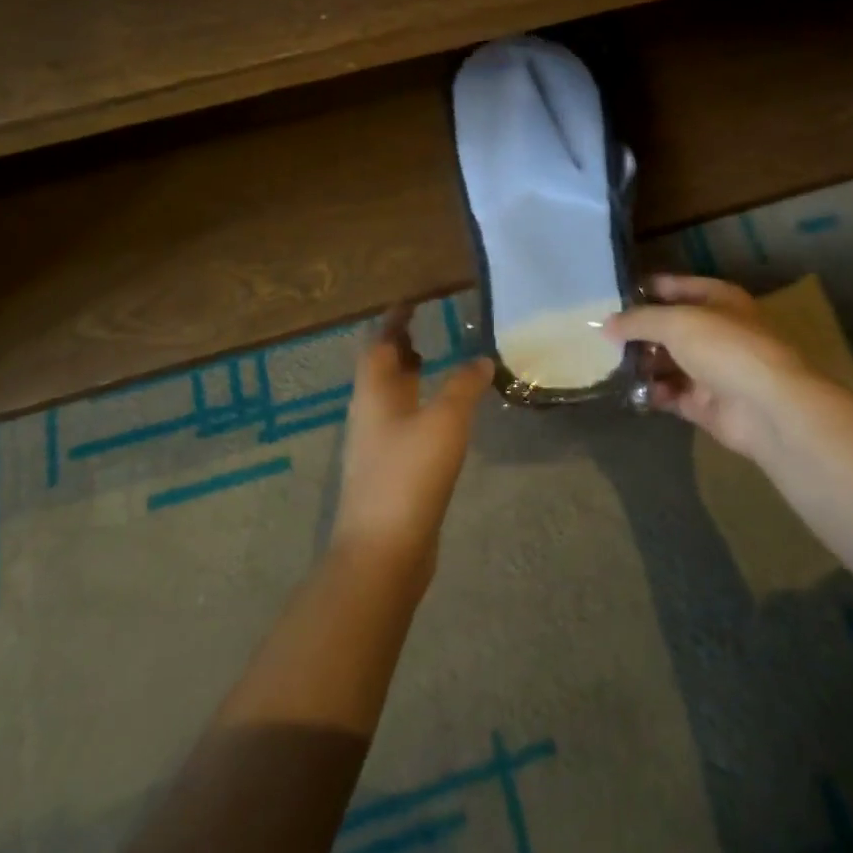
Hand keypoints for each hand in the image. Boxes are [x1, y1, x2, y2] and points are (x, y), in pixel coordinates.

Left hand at [332, 304, 493, 581]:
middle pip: (382, 371)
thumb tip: (482, 359)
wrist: (383, 551)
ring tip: (439, 364)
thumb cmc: (409, 475)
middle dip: (402, 347)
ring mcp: (377, 446)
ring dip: (411, 378)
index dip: (394, 320)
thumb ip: (464, 387)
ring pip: (393, 399)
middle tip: (429, 328)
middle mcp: (370, 415)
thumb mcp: (445, 421)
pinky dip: (421, 408)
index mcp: (374, 394)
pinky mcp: (390, 472)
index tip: (412, 300)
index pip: (380, 344)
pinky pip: (404, 425)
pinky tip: (445, 417)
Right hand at [605, 275, 814, 462]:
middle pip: (669, 327)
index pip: (675, 287)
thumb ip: (638, 320)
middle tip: (601, 336)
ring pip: (668, 362)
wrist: (766, 407)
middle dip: (638, 332)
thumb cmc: (724, 348)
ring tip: (609, 365)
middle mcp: (716, 331)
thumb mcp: (676, 322)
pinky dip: (652, 392)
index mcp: (718, 299)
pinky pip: (671, 394)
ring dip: (642, 364)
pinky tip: (630, 391)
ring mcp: (712, 369)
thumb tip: (606, 324)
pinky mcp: (705, 403)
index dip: (644, 290)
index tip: (610, 297)